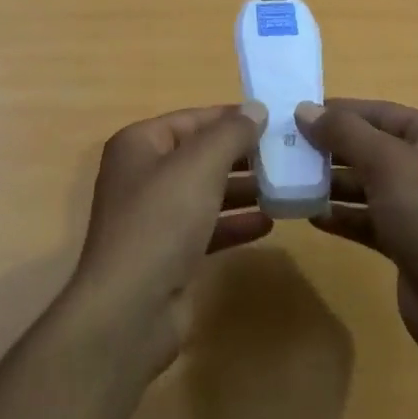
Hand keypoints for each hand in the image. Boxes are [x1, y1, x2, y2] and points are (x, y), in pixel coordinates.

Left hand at [69, 103, 271, 368]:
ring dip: (242, 188)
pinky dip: (234, 223)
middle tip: (287, 153)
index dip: (231, 117)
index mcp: (139, 144)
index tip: (274, 120)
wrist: (130, 309)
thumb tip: (256, 109)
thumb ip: (231, 133)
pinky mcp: (168, 253)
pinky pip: (206, 226)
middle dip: (241, 154)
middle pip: (199, 154)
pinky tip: (268, 223)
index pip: (192, 118)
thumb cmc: (161, 221)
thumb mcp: (200, 165)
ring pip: (205, 191)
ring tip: (284, 185)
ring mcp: (154, 216)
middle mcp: (142, 175)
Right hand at [298, 99, 417, 382]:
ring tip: (291, 180)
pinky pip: (368, 219)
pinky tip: (310, 215)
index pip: (381, 112)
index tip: (296, 113)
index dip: (339, 111)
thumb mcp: (387, 163)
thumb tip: (304, 109)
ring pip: (368, 184)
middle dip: (331, 148)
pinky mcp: (408, 242)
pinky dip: (342, 216)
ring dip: (332, 183)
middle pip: (373, 148)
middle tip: (286, 147)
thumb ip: (344, 132)